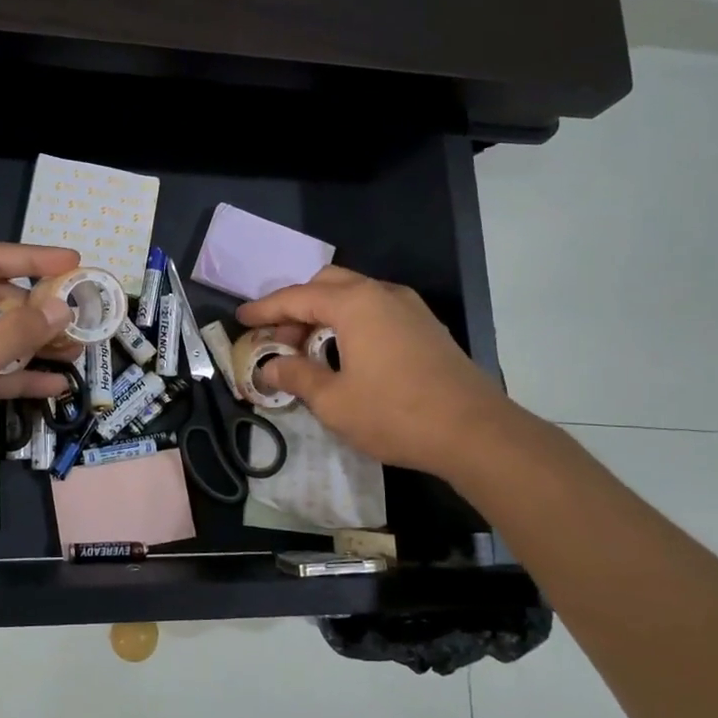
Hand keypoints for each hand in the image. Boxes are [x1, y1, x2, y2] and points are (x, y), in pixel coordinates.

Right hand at [237, 267, 510, 477]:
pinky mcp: (427, 327)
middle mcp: (383, 294)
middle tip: (279, 339)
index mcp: (355, 304)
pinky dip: (351, 322)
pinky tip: (346, 355)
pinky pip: (377, 310)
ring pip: (355, 295)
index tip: (242, 318)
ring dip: (325, 314)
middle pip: (328, 284)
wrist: (475, 432)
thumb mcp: (333, 401)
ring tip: (309, 350)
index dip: (265, 309)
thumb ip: (296, 376)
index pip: (297, 297)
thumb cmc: (395, 414)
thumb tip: (270, 367)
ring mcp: (410, 308)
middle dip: (297, 306)